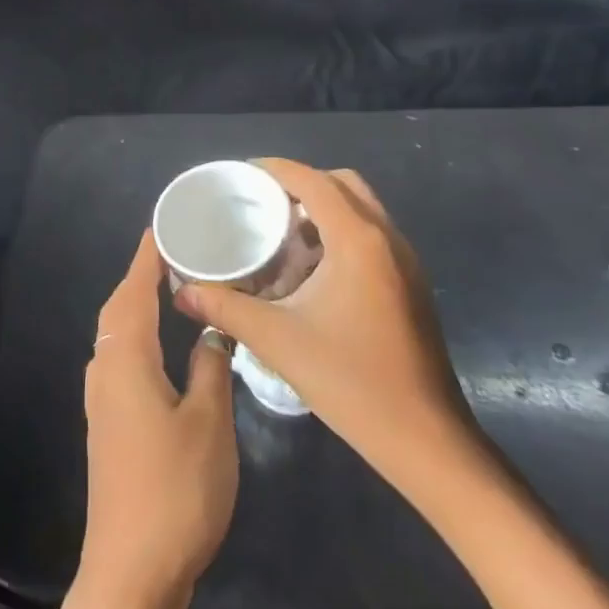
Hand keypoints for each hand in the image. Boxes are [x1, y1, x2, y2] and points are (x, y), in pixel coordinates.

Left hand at [78, 229, 237, 608]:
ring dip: (138, 305)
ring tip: (172, 288)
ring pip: (117, 335)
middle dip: (141, 276)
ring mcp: (102, 399)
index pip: (133, 290)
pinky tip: (163, 346)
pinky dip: (139, 337)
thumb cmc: (175, 489)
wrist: (131, 569)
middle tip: (176, 253)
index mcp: (126, 360)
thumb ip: (210, 367)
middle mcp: (105, 370)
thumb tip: (212, 329)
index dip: (146, 257)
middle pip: (119, 309)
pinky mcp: (108, 424)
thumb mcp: (208, 423)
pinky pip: (121, 359)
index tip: (162, 226)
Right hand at [175, 159, 479, 493]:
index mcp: (358, 241)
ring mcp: (405, 262)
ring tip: (280, 232)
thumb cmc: (351, 380)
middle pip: (343, 185)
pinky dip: (340, 233)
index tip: (242, 174)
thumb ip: (225, 308)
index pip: (314, 181)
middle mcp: (387, 239)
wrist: (425, 439)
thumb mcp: (278, 340)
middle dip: (301, 184)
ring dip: (323, 209)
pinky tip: (311, 270)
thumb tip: (183, 293)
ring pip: (361, 210)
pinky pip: (372, 237)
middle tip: (262, 202)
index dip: (276, 169)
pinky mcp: (410, 285)